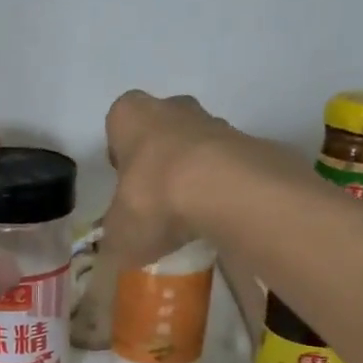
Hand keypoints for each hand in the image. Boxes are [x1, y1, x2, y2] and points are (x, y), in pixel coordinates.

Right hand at [99, 91, 241, 272]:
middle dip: (158, 164)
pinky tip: (216, 220)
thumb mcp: (119, 235)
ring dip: (192, 177)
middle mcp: (171, 108)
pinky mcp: (247, 145)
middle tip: (155, 204)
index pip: (117, 128)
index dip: (120, 158)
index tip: (125, 187)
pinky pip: (226, 169)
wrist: (223, 191)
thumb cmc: (154, 199)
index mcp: (129, 117)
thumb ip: (115, 242)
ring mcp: (214, 122)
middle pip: (161, 134)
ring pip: (196, 149)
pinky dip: (221, 190)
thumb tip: (117, 254)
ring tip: (189, 220)